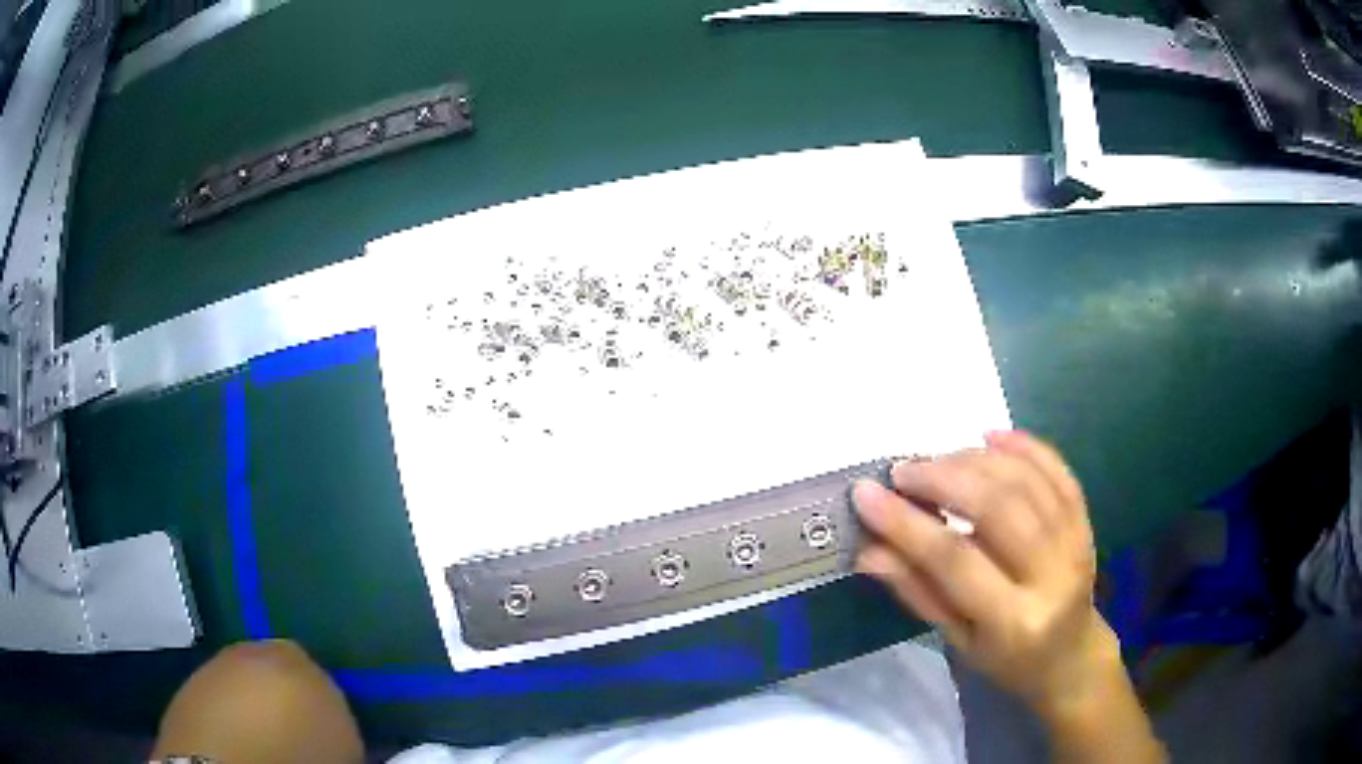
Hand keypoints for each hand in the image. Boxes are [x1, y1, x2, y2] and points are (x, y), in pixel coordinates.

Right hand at [852, 430, 1116, 717]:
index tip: (866, 493)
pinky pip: (1057, 470)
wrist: (1069, 656)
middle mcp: (1052, 576)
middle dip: (943, 479)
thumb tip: (868, 549)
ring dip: (975, 460)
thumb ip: (917, 591)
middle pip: (997, 508)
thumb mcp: (956, 640)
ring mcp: (1075, 543)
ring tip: (935, 459)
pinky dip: (1023, 446)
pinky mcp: (1085, 521)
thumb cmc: (1005, 659)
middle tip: (902, 470)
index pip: (955, 561)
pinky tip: (989, 436)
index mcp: (1013, 621)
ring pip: (1024, 482)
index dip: (907, 524)